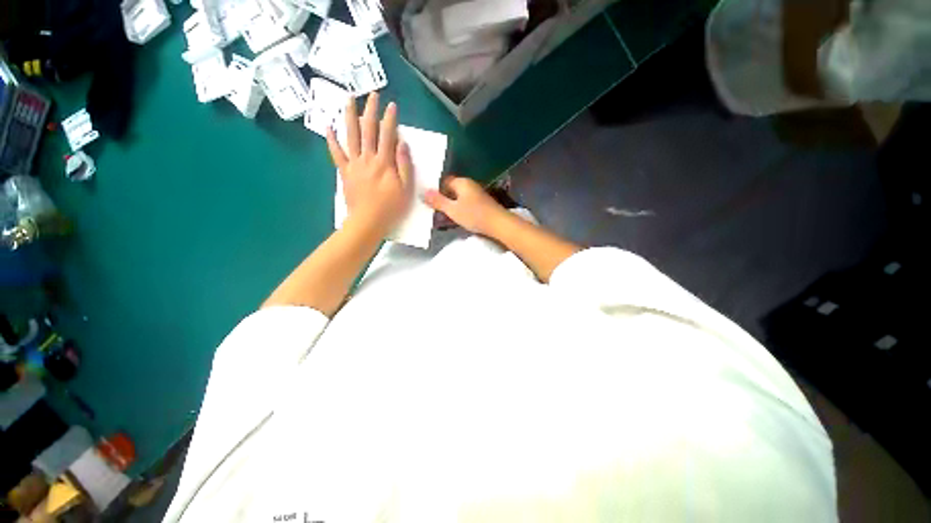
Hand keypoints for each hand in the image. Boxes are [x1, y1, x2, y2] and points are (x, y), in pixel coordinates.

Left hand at [326, 92, 412, 236]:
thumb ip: (404, 165)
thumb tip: (402, 143)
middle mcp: (368, 158)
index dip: (390, 119)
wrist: (368, 222)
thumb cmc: (391, 208)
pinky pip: (336, 153)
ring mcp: (354, 164)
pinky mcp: (344, 172)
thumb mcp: (406, 189)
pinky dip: (332, 140)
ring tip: (348, 99)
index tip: (392, 105)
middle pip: (368, 130)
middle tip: (372, 94)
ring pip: (350, 135)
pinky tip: (328, 127)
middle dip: (371, 110)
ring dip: (349, 116)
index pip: (388, 135)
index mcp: (384, 163)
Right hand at [423, 176, 507, 235]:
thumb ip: (438, 201)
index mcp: (462, 182)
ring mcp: (477, 194)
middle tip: (434, 210)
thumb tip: (424, 192)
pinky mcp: (482, 203)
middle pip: (452, 189)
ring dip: (452, 205)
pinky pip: (466, 203)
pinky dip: (460, 209)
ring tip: (443, 216)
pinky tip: (457, 218)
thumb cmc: (474, 215)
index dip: (435, 190)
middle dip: (443, 198)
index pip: (444, 181)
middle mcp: (470, 184)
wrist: (498, 224)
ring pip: (459, 197)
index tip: (428, 200)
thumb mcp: (452, 210)